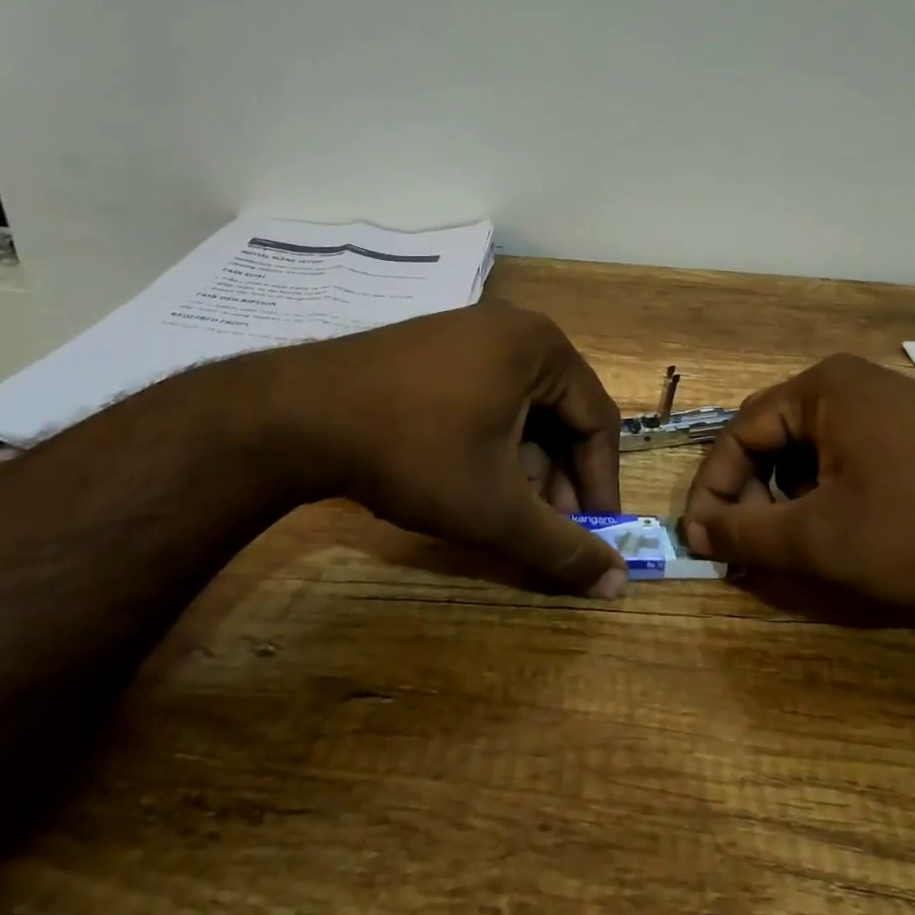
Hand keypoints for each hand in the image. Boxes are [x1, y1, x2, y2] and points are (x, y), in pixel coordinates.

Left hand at [284, 304, 629, 597]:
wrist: (296, 416)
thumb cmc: (414, 452)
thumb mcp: (494, 507)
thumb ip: (560, 547)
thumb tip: (618, 586)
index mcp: (542, 347)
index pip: (598, 421)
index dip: (601, 485)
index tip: (594, 535)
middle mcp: (512, 328)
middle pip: (559, 414)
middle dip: (558, 479)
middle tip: (547, 528)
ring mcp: (467, 332)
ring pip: (521, 409)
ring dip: (524, 466)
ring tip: (504, 511)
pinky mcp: (431, 349)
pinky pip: (485, 397)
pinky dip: (490, 443)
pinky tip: (468, 479)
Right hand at [682, 354, 914, 612]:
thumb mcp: (822, 538)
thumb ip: (748, 534)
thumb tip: (695, 533)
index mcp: (822, 389)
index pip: (740, 434)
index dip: (715, 490)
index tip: (704, 540)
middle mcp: (852, 384)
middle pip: (775, 439)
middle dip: (755, 495)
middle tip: (752, 546)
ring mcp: (890, 405)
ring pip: (812, 452)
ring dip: (791, 498)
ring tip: (801, 544)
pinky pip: (849, 456)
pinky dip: (830, 493)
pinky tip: (846, 530)